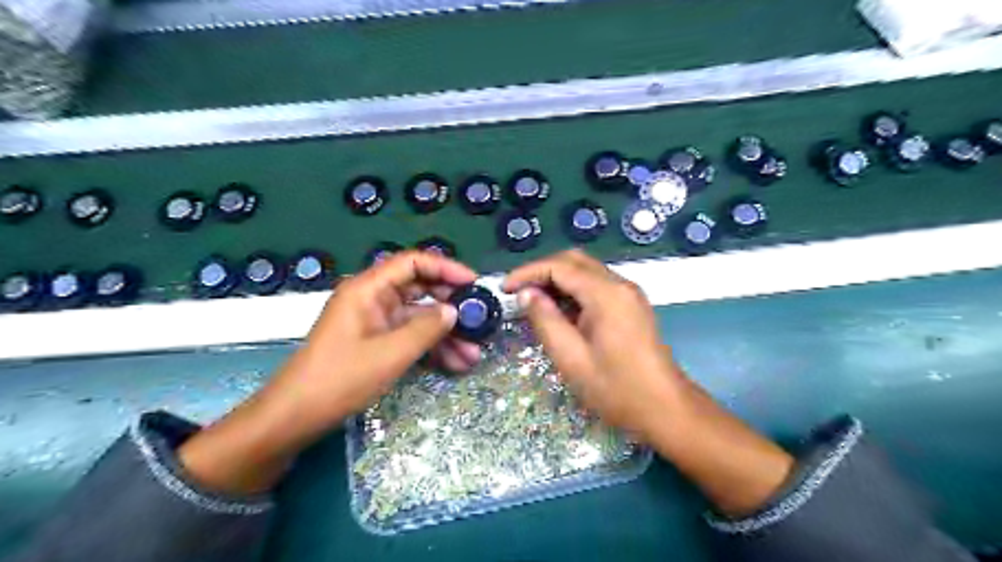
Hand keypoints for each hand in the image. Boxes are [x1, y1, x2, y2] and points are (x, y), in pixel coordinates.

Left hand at [266, 252, 481, 432]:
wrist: (296, 417)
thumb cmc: (340, 378)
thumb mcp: (390, 353)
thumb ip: (427, 328)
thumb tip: (454, 311)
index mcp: (368, 289)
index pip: (412, 263)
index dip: (445, 268)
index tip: (473, 282)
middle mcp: (373, 299)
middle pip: (420, 290)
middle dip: (451, 305)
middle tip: (478, 321)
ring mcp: (376, 322)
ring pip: (419, 317)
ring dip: (446, 333)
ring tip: (474, 354)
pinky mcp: (377, 343)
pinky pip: (411, 337)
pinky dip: (432, 347)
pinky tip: (456, 363)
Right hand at [509, 251, 799, 518]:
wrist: (666, 409)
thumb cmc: (617, 390)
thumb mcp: (572, 359)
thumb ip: (546, 321)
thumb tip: (526, 294)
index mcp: (606, 294)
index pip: (560, 266)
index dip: (528, 273)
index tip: (504, 289)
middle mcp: (620, 284)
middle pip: (574, 261)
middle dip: (541, 272)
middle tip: (517, 294)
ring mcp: (628, 294)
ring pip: (585, 271)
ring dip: (556, 281)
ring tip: (532, 303)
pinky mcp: (630, 305)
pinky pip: (595, 286)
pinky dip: (572, 291)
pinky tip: (558, 312)